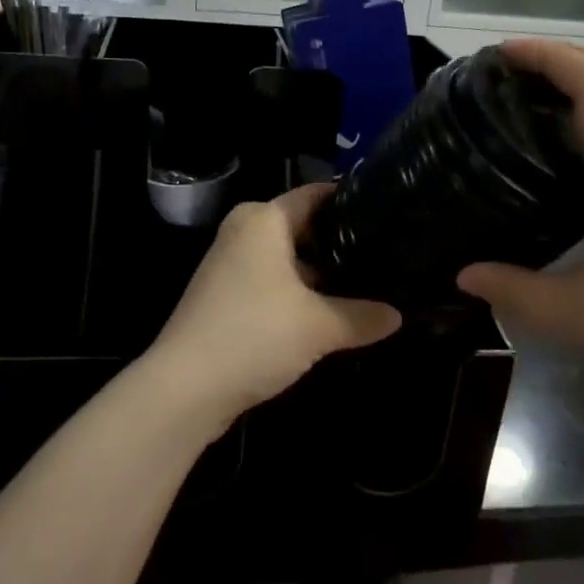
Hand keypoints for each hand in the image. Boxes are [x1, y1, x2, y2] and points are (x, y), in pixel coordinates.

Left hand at [148, 184, 401, 421]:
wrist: (186, 388)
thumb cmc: (255, 335)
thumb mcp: (319, 326)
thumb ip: (362, 316)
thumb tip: (398, 315)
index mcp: (263, 220)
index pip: (314, 195)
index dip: (349, 201)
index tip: (386, 211)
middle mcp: (243, 232)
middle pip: (301, 227)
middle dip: (339, 243)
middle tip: (385, 255)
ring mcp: (230, 265)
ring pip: (287, 259)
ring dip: (320, 274)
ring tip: (367, 285)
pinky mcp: (224, 297)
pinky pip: (271, 283)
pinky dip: (297, 294)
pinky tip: (328, 313)